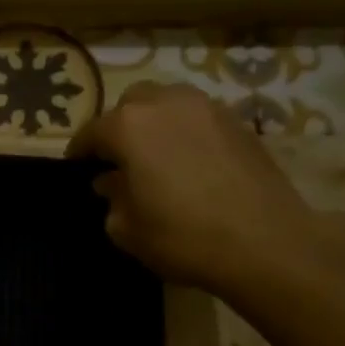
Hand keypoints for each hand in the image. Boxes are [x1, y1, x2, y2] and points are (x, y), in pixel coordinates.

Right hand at [67, 82, 329, 292]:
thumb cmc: (183, 237)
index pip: (91, 132)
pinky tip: (190, 162)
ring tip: (156, 154)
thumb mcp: (127, 229)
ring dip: (155, 123)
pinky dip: (187, 131)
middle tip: (119, 158)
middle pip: (131, 104)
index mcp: (128, 126)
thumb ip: (111, 198)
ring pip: (168, 102)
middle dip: (119, 126)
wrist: (267, 243)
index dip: (80, 152)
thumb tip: (111, 182)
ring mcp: (207, 108)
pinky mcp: (240, 122)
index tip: (77, 168)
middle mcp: (166, 104)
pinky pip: (199, 117)